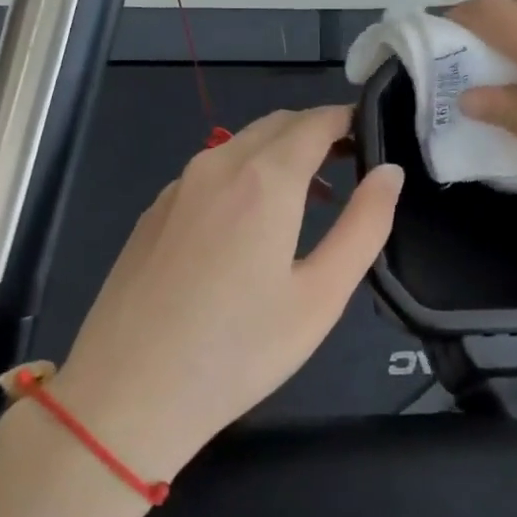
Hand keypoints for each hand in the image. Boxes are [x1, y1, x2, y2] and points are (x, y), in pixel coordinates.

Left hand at [45, 106, 403, 481]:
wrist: (127, 396)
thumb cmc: (239, 351)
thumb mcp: (321, 295)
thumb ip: (364, 225)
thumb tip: (389, 172)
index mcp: (264, 179)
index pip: (316, 122)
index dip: (349, 120)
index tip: (374, 135)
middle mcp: (217, 165)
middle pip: (277, 125)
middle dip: (318, 133)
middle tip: (352, 165)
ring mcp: (178, 187)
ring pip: (240, 145)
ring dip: (281, 154)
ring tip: (311, 198)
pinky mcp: (153, 212)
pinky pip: (210, 172)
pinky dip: (244, 175)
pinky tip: (250, 226)